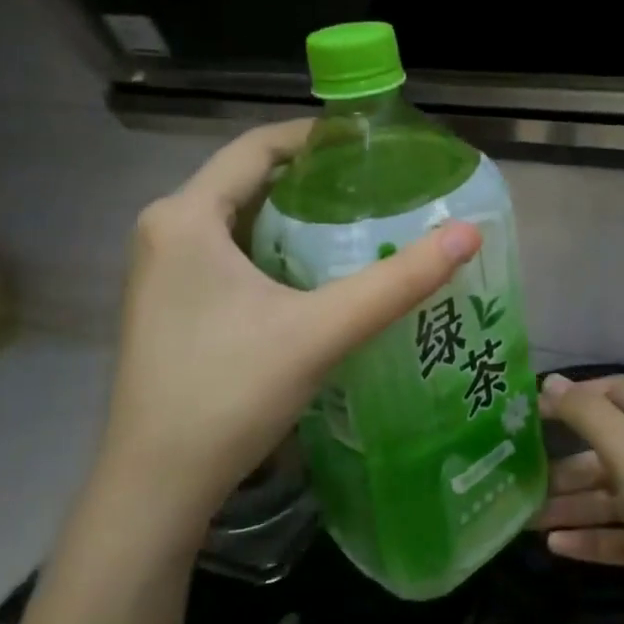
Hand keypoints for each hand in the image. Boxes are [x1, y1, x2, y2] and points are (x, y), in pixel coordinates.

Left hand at [99, 121, 481, 541]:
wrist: (154, 488)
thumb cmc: (228, 394)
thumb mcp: (320, 331)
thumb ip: (398, 282)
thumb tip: (469, 234)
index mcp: (185, 216)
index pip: (257, 146)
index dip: (316, 135)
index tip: (372, 141)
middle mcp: (166, 230)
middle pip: (249, 180)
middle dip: (313, 177)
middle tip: (378, 184)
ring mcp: (162, 269)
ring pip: (240, 218)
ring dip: (296, 215)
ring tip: (362, 220)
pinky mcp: (170, 302)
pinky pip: (229, 251)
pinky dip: (275, 248)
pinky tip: (319, 270)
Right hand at [533, 373, 623, 623]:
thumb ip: (589, 416)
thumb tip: (551, 382)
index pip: (617, 391)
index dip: (575, 397)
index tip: (529, 413)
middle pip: (611, 447)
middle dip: (565, 462)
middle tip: (518, 477)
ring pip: (614, 495)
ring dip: (572, 504)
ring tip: (526, 519)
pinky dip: (593, 538)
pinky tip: (556, 547)